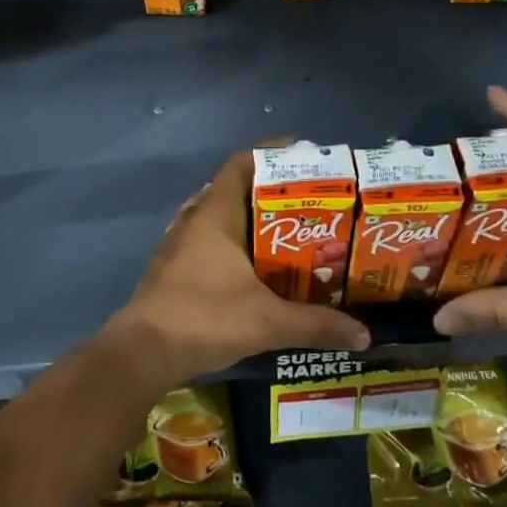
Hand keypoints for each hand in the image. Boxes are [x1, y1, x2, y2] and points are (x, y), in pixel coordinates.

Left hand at [104, 150, 370, 386]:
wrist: (141, 353)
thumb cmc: (204, 319)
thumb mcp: (267, 322)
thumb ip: (316, 325)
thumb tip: (364, 334)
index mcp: (214, 215)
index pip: (240, 165)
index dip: (269, 153)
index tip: (302, 153)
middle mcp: (194, 220)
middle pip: (232, 189)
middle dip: (268, 190)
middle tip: (306, 199)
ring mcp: (178, 244)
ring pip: (218, 216)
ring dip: (248, 218)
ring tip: (286, 229)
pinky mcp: (172, 268)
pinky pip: (207, 240)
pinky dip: (232, 243)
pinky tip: (253, 265)